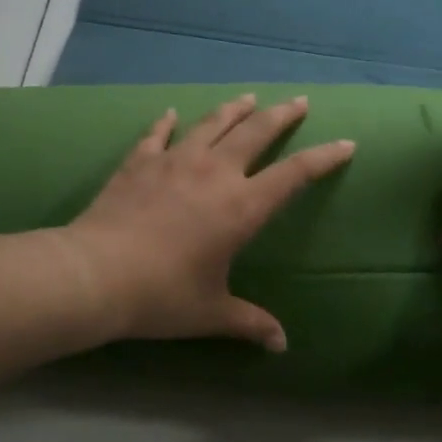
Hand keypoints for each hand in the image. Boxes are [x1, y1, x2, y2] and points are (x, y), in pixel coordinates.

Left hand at [66, 94, 354, 350]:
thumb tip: (281, 344)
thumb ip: (249, 323)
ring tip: (249, 97)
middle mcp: (215, 173)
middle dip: (282, 115)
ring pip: (212, 123)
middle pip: (257, 132)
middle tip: (299, 100)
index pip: (295, 174)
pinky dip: (165, 123)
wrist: (96, 274)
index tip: (346, 143)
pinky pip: (157, 134)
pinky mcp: (140, 162)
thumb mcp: (212, 312)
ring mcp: (175, 161)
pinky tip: (169, 113)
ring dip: (234, 109)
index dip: (324, 158)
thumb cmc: (163, 295)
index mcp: (242, 206)